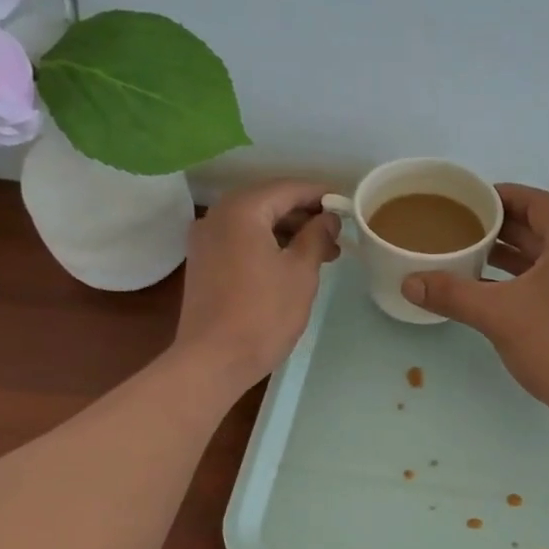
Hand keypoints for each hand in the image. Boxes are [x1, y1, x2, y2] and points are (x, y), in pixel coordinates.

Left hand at [174, 180, 340, 392]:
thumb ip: (316, 237)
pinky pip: (240, 240)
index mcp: (242, 210)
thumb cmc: (263, 314)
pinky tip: (289, 264)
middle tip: (336, 235)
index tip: (346, 207)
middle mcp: (217, 215)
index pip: (288, 188)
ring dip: (287, 232)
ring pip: (254, 222)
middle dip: (304, 215)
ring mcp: (205, 240)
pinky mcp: (202, 262)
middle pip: (268, 202)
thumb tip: (328, 218)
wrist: (213, 360)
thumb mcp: (300, 273)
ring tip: (321, 254)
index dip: (320, 195)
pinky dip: (266, 244)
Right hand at [403, 184, 548, 425]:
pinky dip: (512, 282)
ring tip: (464, 255)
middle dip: (497, 227)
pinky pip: (538, 285)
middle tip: (458, 227)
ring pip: (536, 260)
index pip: (535, 202)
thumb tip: (409, 283)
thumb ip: (453, 294)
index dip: (503, 195)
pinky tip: (483, 293)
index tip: (469, 199)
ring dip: (503, 256)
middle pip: (535, 229)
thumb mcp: (498, 314)